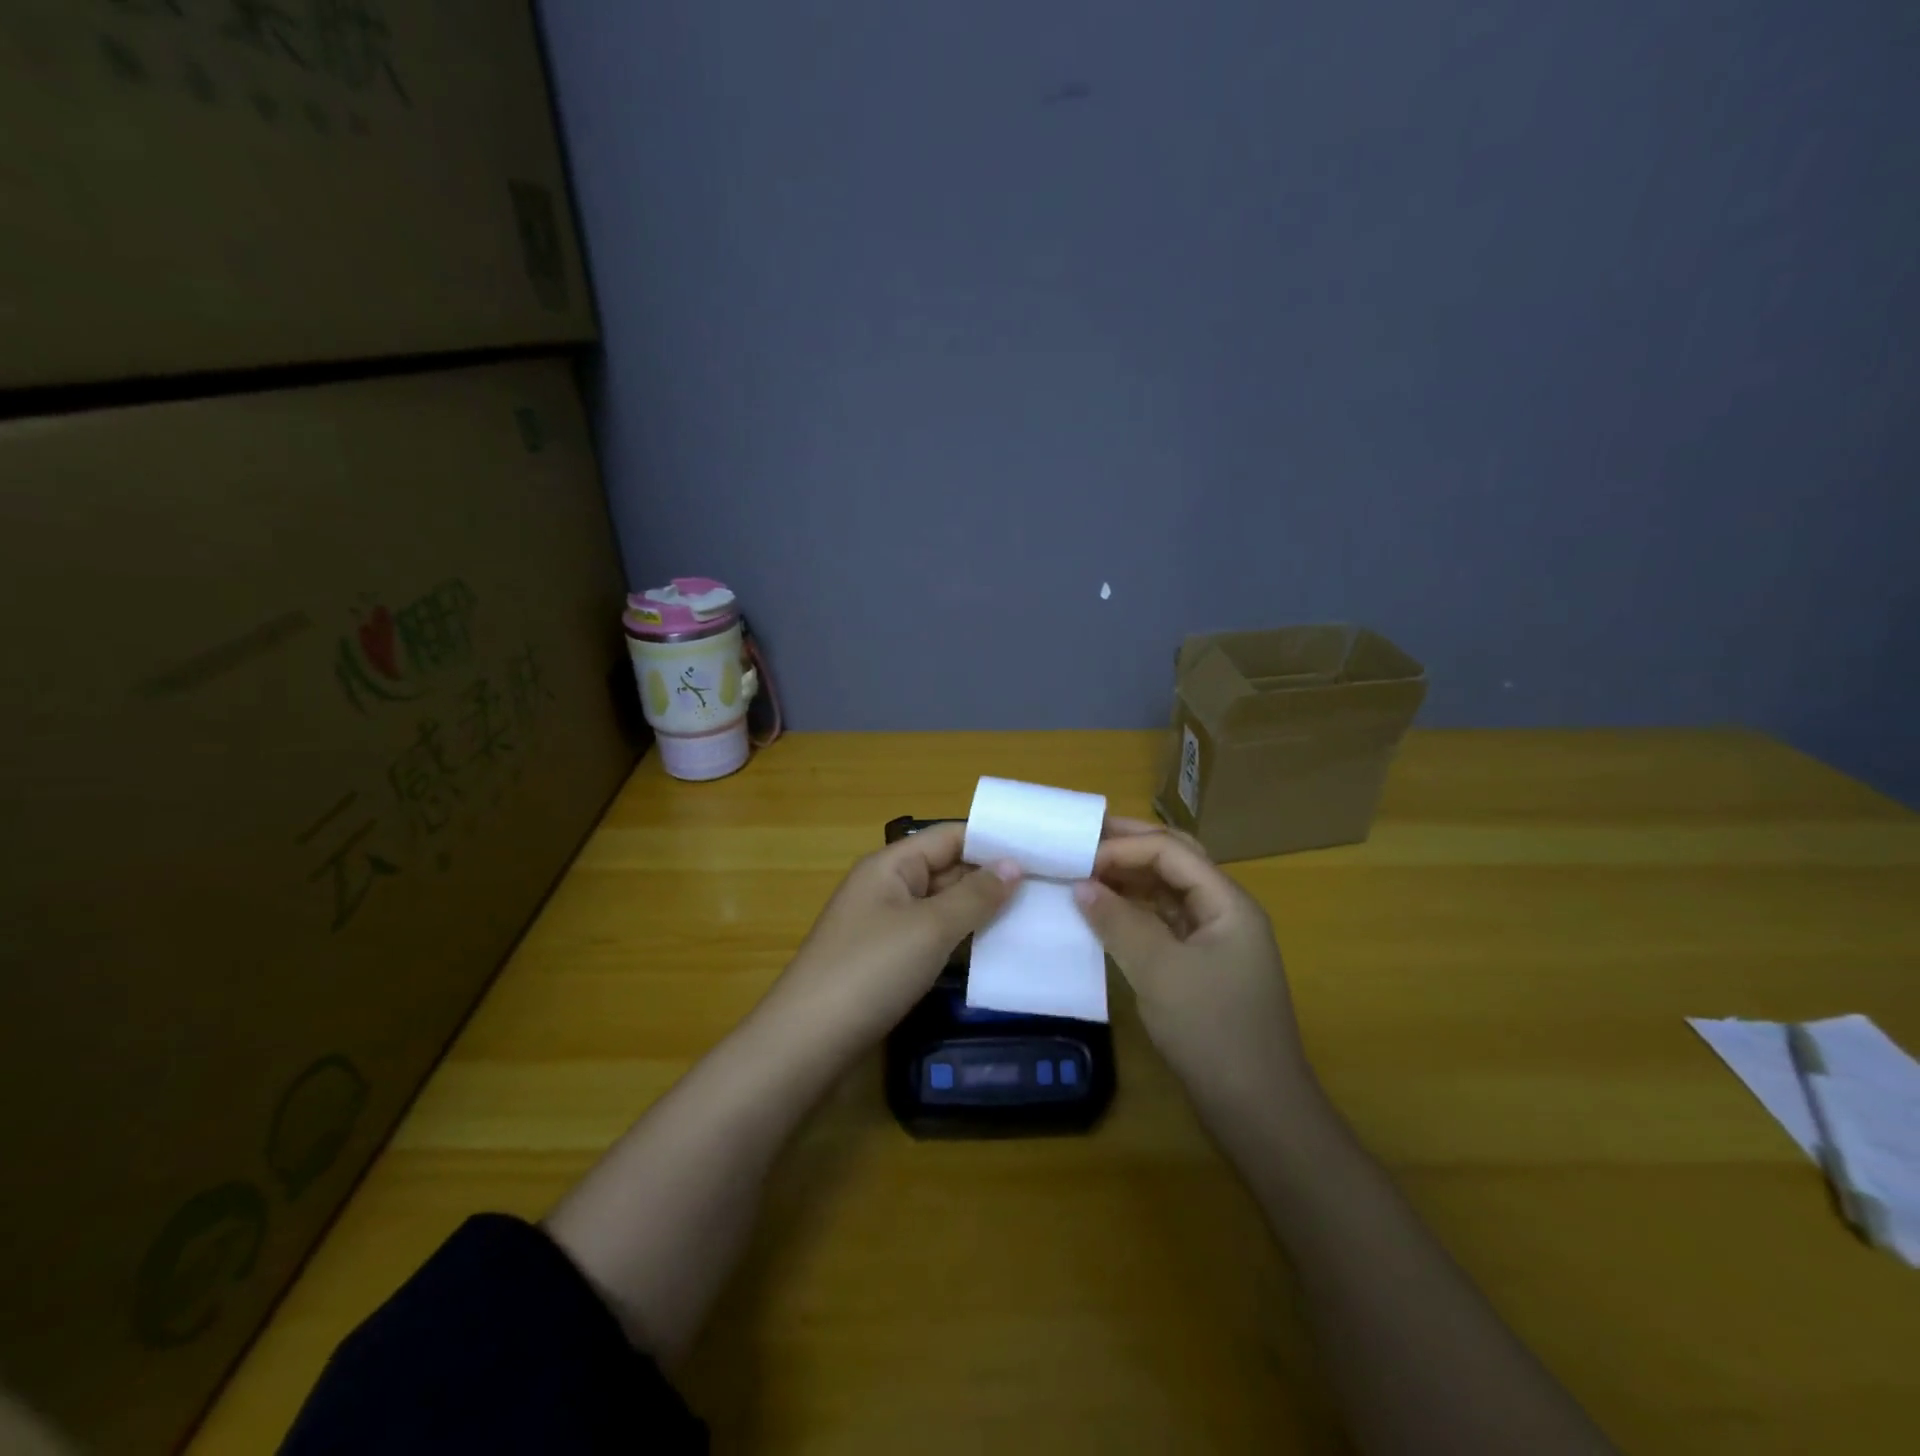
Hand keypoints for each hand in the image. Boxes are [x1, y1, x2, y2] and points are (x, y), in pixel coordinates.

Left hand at [770, 823, 1020, 1049]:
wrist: (808, 1041)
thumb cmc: (871, 970)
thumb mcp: (930, 928)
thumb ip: (975, 895)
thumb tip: (1014, 865)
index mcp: (891, 864)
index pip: (950, 836)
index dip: (993, 840)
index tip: (1043, 851)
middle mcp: (888, 886)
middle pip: (947, 868)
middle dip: (992, 877)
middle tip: (1050, 886)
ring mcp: (885, 924)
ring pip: (942, 905)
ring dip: (980, 909)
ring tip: (1035, 913)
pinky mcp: (886, 959)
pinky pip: (932, 935)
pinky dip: (961, 937)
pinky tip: (994, 947)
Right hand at [1074, 820, 1316, 1114]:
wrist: (1257, 1109)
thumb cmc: (1212, 1030)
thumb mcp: (1160, 971)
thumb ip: (1118, 921)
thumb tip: (1079, 885)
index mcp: (1227, 902)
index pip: (1171, 852)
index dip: (1123, 848)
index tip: (1078, 860)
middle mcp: (1224, 911)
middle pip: (1174, 861)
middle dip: (1129, 847)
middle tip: (1081, 841)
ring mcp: (1214, 940)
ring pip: (1168, 891)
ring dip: (1129, 878)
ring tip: (1085, 872)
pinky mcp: (1201, 967)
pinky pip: (1164, 922)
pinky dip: (1134, 911)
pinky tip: (1105, 912)